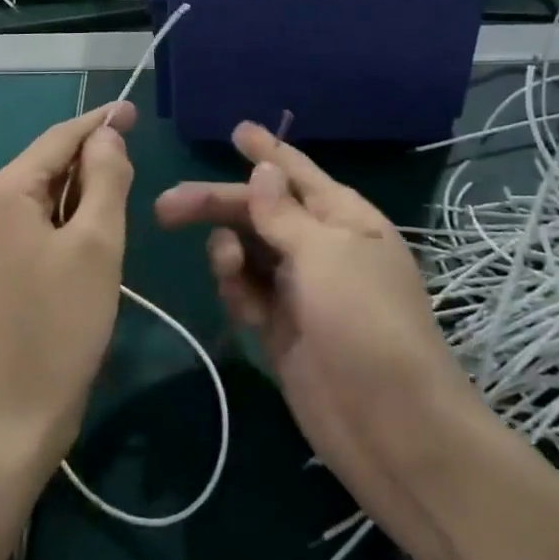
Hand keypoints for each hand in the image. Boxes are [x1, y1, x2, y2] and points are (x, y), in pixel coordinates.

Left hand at [0, 103, 136, 473]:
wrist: (1, 425)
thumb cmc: (55, 328)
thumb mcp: (96, 246)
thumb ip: (105, 180)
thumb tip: (105, 137)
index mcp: (1, 191)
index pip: (59, 138)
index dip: (99, 122)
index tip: (133, 110)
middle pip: (46, 167)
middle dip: (90, 164)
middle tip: (136, 172)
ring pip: (40, 202)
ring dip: (80, 200)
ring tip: (119, 208)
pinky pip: (30, 231)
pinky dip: (63, 227)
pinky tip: (88, 245)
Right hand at [155, 123, 490, 529]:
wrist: (392, 429)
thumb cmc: (365, 323)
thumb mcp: (325, 255)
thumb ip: (285, 213)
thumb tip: (264, 170)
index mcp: (344, 219)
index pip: (298, 173)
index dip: (266, 152)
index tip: (236, 130)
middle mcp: (321, 247)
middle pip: (259, 211)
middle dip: (217, 204)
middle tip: (166, 206)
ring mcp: (301, 289)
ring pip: (248, 251)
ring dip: (228, 252)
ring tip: (227, 268)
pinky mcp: (281, 327)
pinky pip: (247, 291)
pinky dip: (237, 289)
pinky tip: (241, 304)